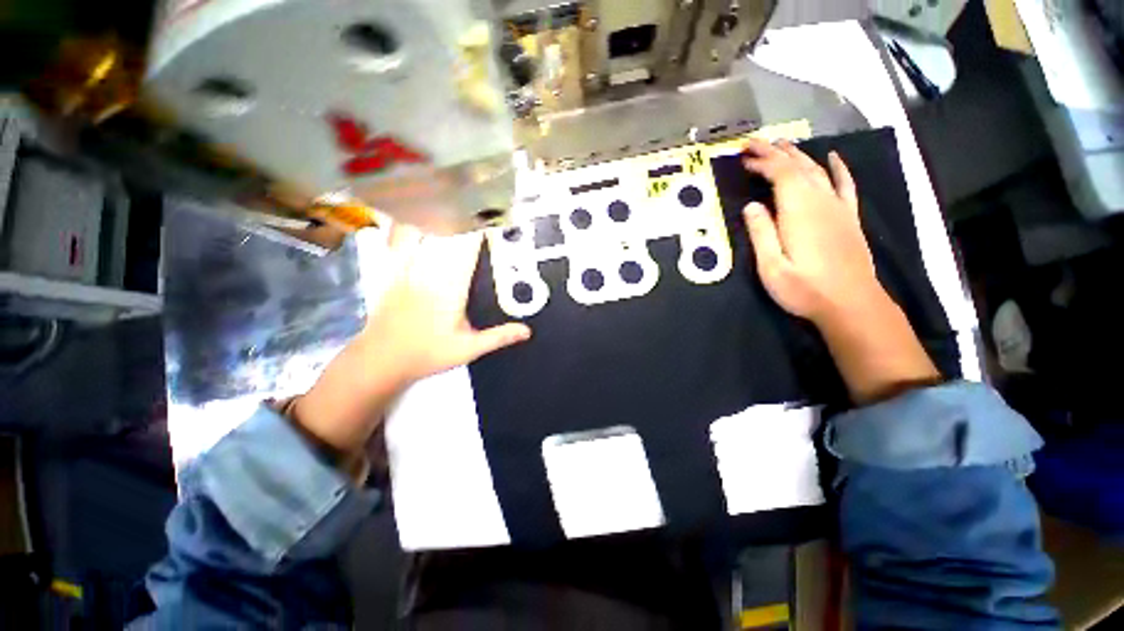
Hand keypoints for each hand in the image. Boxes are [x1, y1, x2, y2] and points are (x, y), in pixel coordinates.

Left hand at [293, 225, 530, 455]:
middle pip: (451, 234)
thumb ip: (497, 337)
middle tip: (479, 207)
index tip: (494, 215)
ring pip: (429, 234)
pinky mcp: (395, 271)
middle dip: (466, 219)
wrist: (382, 356)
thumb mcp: (466, 350)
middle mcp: (433, 269)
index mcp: (453, 286)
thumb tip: (526, 330)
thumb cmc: (425, 354)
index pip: (470, 247)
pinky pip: (406, 242)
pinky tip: (419, 219)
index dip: (483, 228)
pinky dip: (414, 228)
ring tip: (455, 207)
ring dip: (443, 219)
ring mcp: (411, 267)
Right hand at [740, 138, 880, 325]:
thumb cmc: (808, 290)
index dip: (759, 160)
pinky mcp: (850, 216)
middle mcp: (817, 196)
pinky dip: (839, 168)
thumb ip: (761, 234)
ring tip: (782, 144)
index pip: (776, 170)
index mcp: (796, 205)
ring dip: (798, 154)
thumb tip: (751, 206)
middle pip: (794, 163)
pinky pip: (845, 184)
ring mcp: (837, 204)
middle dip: (773, 150)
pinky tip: (834, 156)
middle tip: (755, 143)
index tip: (743, 159)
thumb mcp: (773, 269)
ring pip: (815, 168)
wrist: (852, 304)